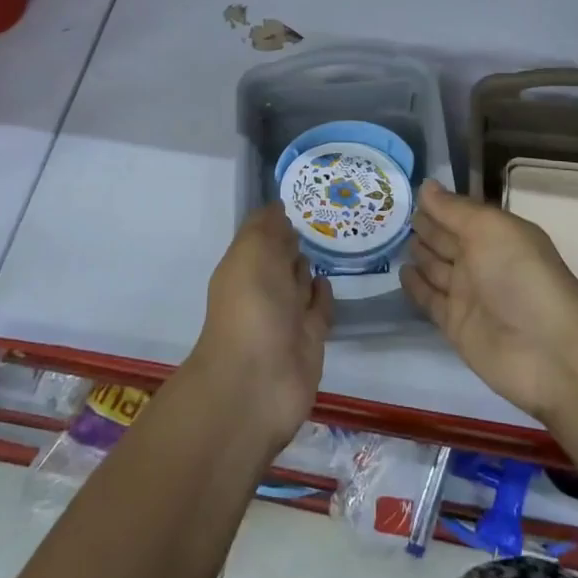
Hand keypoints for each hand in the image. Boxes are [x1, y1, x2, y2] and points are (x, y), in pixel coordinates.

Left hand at [188, 206, 332, 451]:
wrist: (258, 382)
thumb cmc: (251, 307)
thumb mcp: (253, 252)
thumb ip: (267, 227)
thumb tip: (279, 206)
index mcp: (243, 266)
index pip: (262, 234)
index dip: (278, 217)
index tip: (305, 194)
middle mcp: (263, 289)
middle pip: (281, 258)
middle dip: (296, 240)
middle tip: (325, 214)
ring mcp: (287, 317)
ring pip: (300, 283)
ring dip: (310, 265)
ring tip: (333, 241)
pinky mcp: (310, 340)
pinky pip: (318, 310)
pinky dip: (322, 294)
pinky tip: (330, 279)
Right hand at [401, 180, 577, 421]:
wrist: (547, 349)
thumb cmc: (521, 275)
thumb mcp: (489, 229)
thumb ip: (454, 209)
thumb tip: (426, 186)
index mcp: (495, 233)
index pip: (459, 213)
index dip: (435, 202)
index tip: (401, 188)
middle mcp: (481, 260)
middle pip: (446, 239)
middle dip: (422, 225)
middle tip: (386, 210)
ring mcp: (468, 294)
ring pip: (436, 267)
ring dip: (417, 252)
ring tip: (386, 235)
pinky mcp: (456, 325)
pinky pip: (430, 300)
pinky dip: (415, 286)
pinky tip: (400, 271)